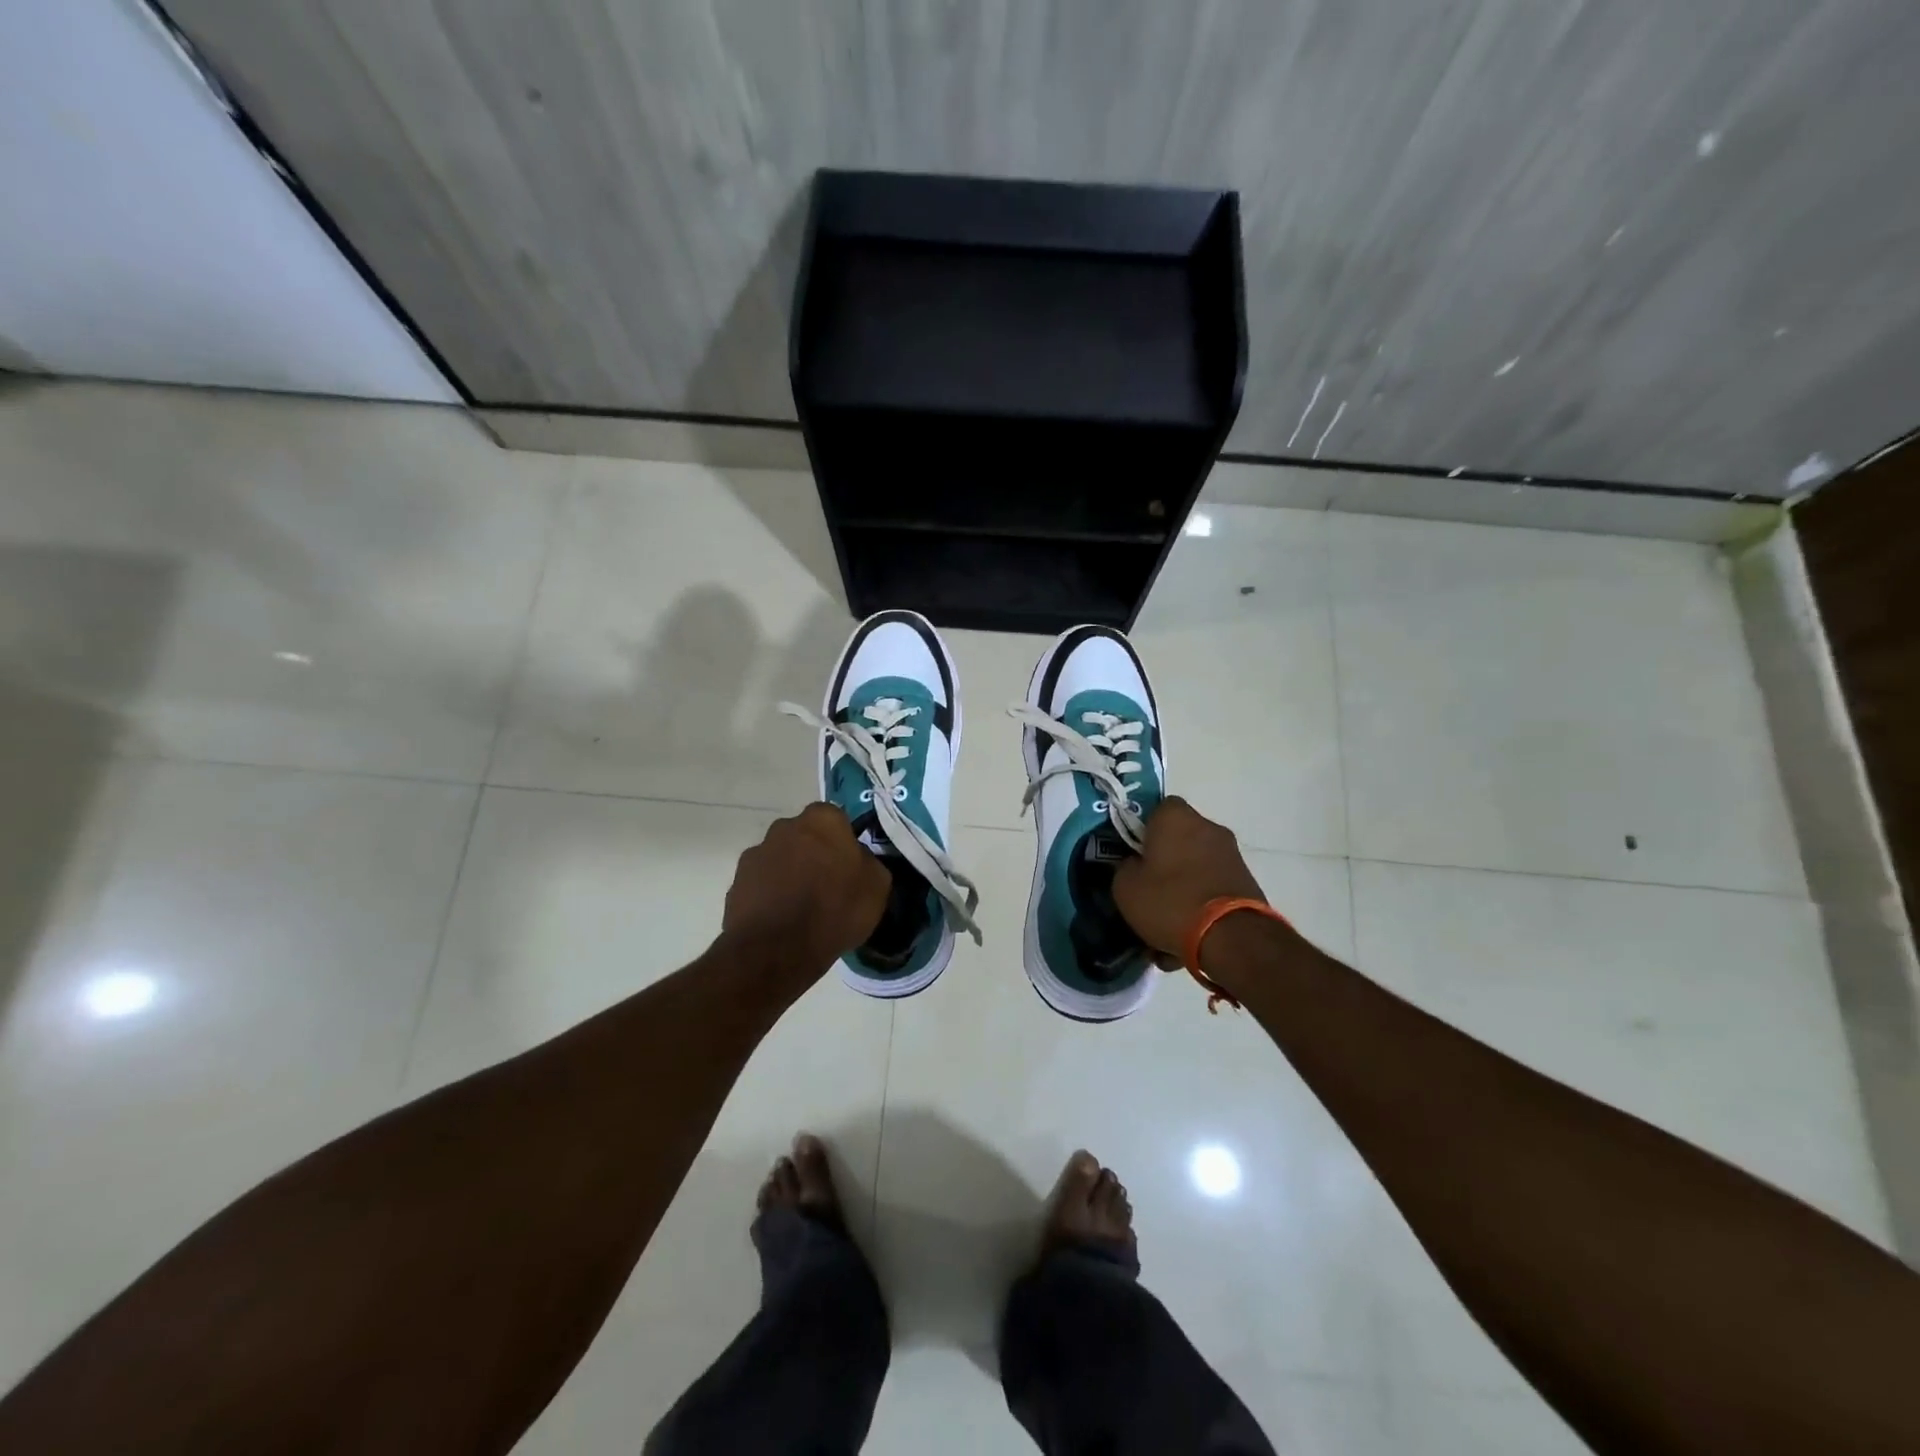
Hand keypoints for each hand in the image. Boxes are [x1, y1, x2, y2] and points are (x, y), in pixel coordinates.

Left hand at [722, 803, 889, 971]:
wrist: (777, 949)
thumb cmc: (835, 910)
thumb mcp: (877, 887)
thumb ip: (868, 862)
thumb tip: (858, 860)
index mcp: (822, 820)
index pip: (836, 819)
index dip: (843, 842)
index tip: (849, 866)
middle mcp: (785, 827)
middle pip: (805, 836)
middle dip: (813, 854)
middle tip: (827, 886)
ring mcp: (756, 853)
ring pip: (780, 859)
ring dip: (789, 874)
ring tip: (801, 909)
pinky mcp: (736, 882)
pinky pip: (761, 883)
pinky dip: (770, 895)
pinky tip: (781, 920)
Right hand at [1112, 797, 1265, 961]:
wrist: (1231, 937)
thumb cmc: (1170, 901)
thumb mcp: (1126, 888)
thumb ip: (1126, 867)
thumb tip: (1135, 864)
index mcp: (1175, 817)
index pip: (1156, 808)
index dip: (1144, 829)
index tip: (1135, 853)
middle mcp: (1208, 826)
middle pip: (1180, 835)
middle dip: (1166, 855)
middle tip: (1150, 883)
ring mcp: (1231, 852)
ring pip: (1198, 861)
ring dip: (1186, 878)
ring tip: (1171, 912)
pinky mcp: (1247, 879)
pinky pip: (1214, 882)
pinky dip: (1203, 895)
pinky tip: (1191, 923)